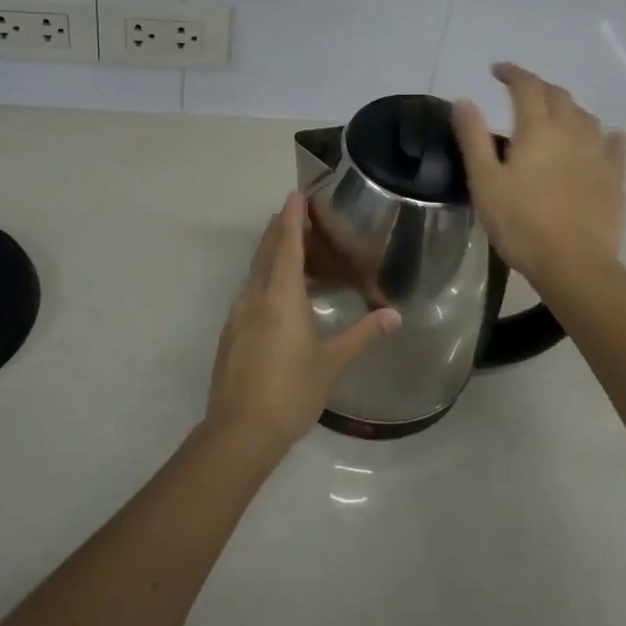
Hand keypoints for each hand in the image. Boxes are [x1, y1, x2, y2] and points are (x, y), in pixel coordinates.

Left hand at [207, 194, 401, 450]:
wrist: (239, 432)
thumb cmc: (290, 391)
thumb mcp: (331, 363)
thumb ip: (362, 334)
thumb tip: (394, 315)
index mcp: (280, 296)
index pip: (286, 244)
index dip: (291, 217)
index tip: (295, 194)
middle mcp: (255, 296)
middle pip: (266, 251)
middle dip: (279, 228)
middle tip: (295, 213)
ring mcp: (239, 314)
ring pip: (255, 271)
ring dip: (271, 253)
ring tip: (291, 249)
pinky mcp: (232, 332)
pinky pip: (250, 291)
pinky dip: (265, 278)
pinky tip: (277, 295)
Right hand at [453, 63, 625, 287]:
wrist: (574, 264)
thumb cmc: (521, 223)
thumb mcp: (484, 181)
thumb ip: (474, 138)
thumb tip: (464, 100)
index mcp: (538, 129)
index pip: (526, 86)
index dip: (512, 73)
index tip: (497, 70)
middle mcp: (572, 131)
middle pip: (558, 95)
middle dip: (538, 86)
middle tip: (521, 91)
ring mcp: (598, 154)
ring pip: (585, 116)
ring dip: (567, 107)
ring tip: (554, 114)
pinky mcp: (615, 178)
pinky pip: (613, 144)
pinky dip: (604, 134)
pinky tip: (604, 136)